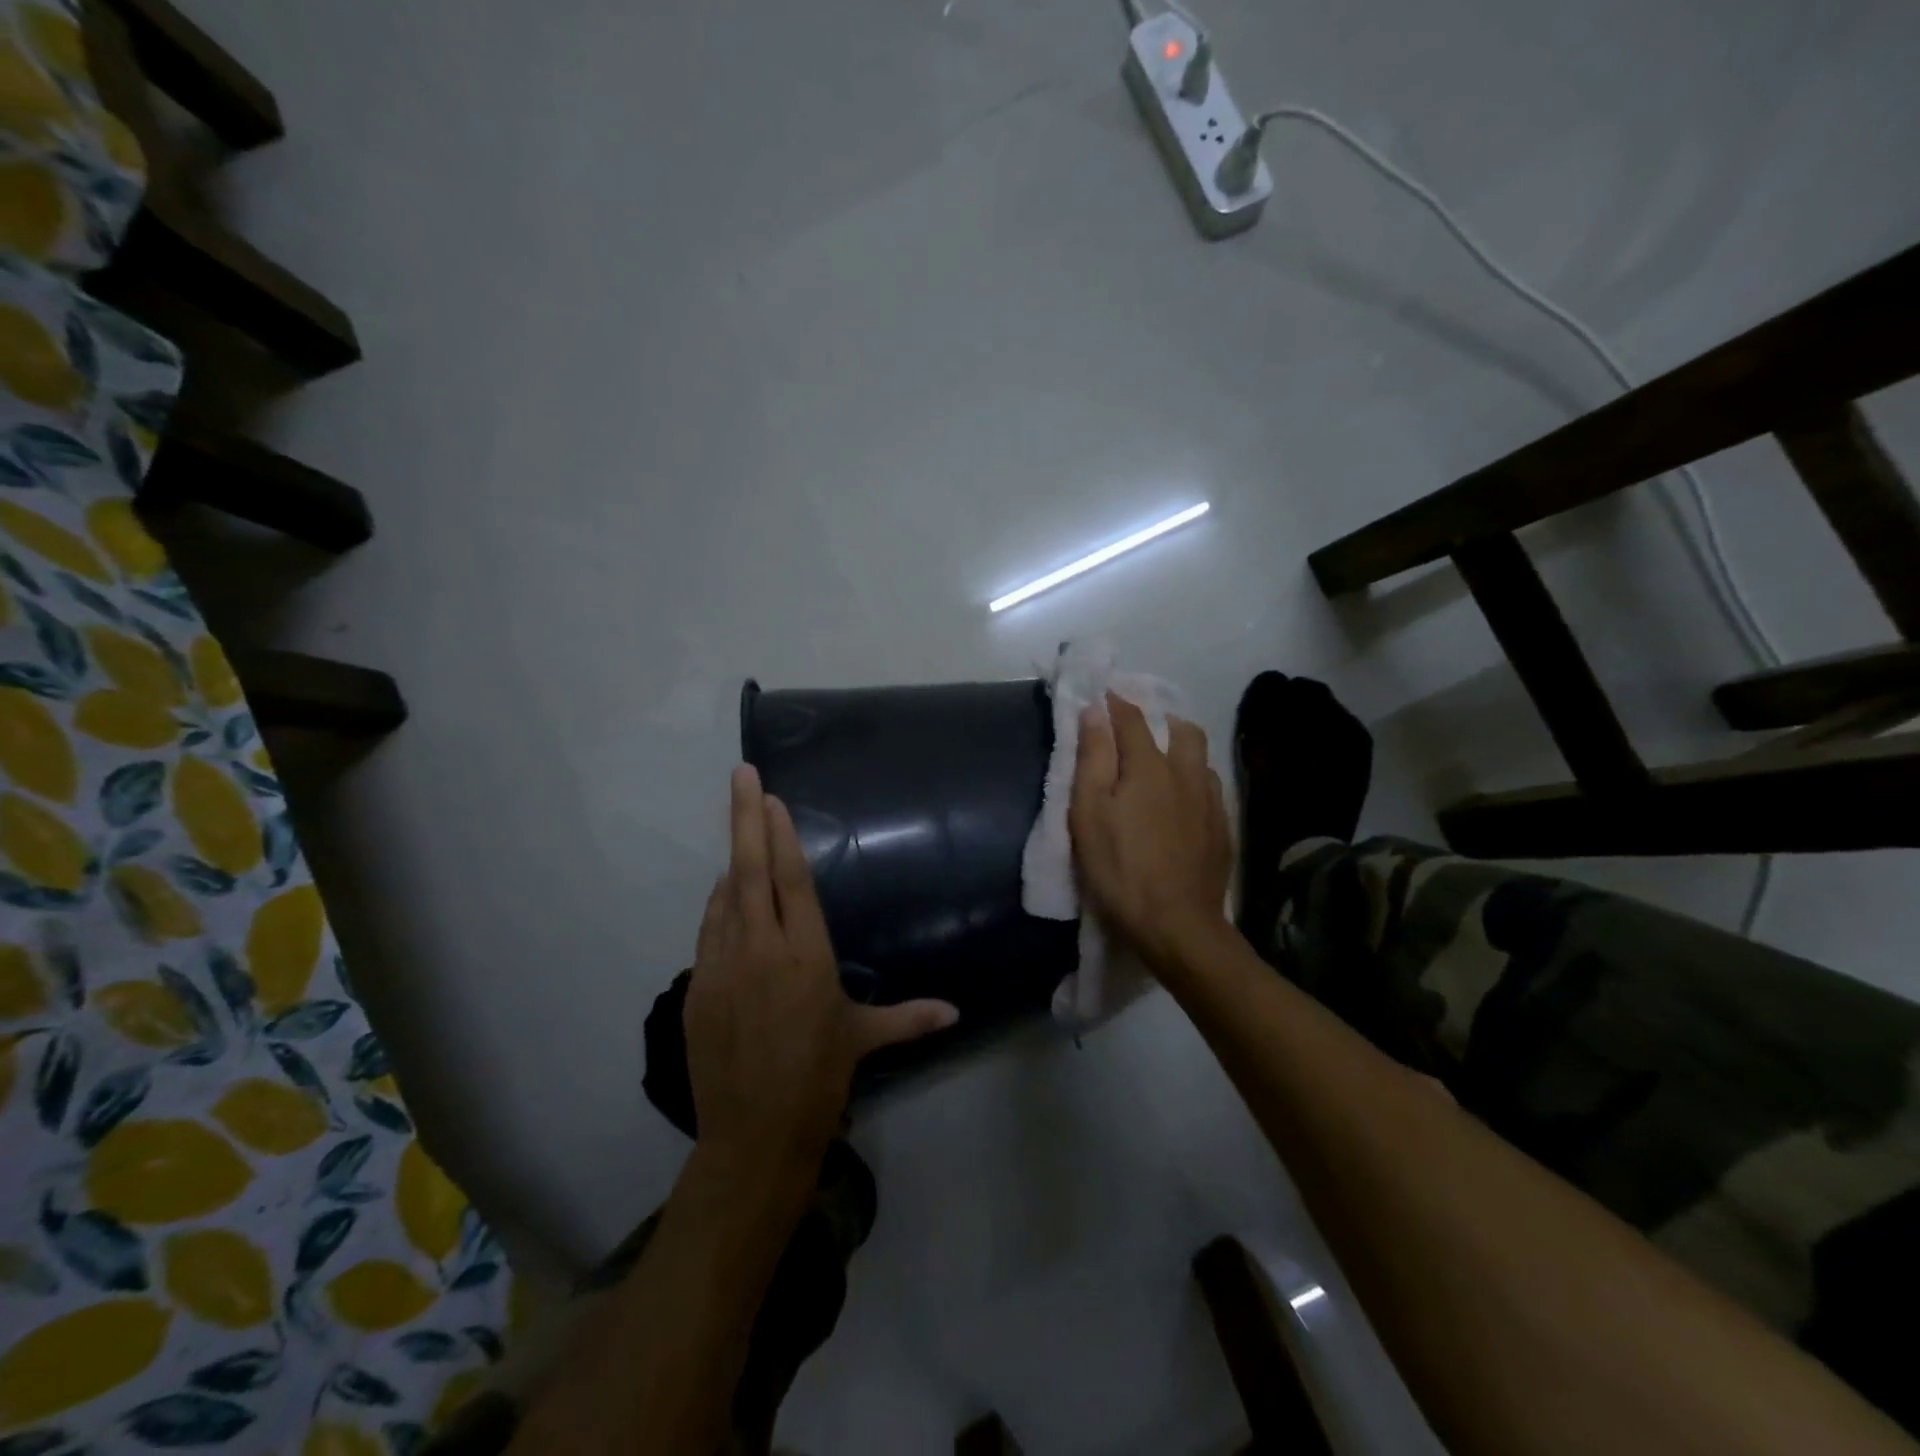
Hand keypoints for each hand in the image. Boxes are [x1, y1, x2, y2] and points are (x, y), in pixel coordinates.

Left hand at [685, 765, 958, 1167]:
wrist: (753, 1134)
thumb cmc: (817, 1078)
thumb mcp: (863, 1039)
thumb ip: (910, 1017)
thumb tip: (956, 1012)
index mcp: (807, 954)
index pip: (792, 879)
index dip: (781, 835)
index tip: (771, 798)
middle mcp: (763, 948)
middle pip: (751, 869)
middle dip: (746, 817)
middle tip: (741, 774)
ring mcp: (723, 965)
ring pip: (725, 896)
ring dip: (734, 862)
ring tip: (742, 834)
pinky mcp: (697, 986)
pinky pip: (709, 930)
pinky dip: (719, 905)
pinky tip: (727, 896)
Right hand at [1070, 693, 1232, 972]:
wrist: (1178, 925)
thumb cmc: (1120, 869)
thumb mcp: (1089, 814)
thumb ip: (1092, 759)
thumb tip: (1094, 711)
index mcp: (1148, 766)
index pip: (1131, 720)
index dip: (1115, 703)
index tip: (1103, 694)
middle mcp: (1185, 774)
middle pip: (1181, 730)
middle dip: (1160, 719)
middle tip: (1140, 728)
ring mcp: (1209, 802)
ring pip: (1201, 758)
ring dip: (1182, 749)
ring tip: (1165, 761)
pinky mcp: (1222, 829)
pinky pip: (1211, 788)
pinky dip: (1195, 780)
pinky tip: (1185, 800)